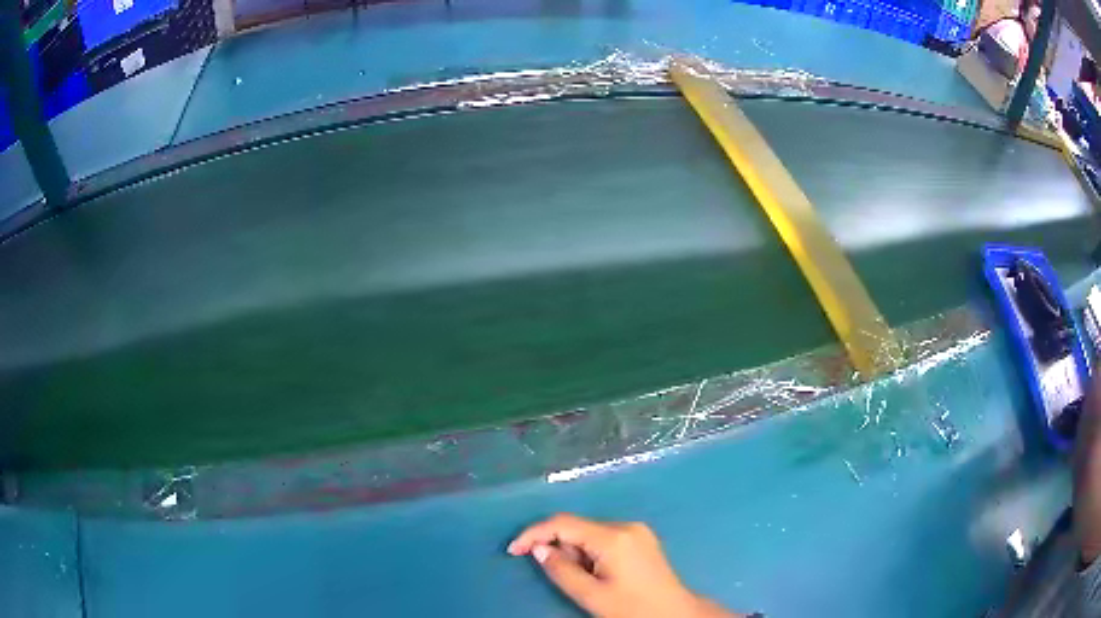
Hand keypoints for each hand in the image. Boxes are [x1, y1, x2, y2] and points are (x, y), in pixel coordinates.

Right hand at [508, 513, 738, 617]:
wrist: (674, 614)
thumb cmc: (632, 608)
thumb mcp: (591, 595)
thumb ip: (561, 570)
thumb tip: (539, 549)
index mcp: (614, 537)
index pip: (563, 523)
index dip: (533, 534)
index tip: (512, 550)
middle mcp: (626, 525)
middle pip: (577, 528)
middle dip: (558, 547)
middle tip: (557, 576)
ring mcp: (636, 530)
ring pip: (589, 533)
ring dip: (574, 552)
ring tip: (583, 580)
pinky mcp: (640, 538)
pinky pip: (603, 538)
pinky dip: (589, 552)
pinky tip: (595, 573)